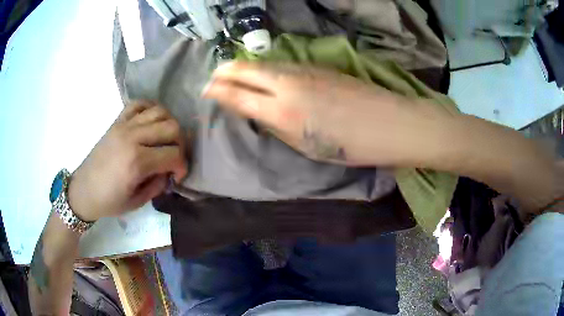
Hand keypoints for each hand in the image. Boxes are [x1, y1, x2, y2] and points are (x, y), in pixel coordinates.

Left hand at [67, 101, 187, 221]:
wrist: (83, 190)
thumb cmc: (109, 201)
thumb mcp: (137, 202)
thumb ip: (158, 184)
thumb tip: (170, 170)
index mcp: (137, 163)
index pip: (174, 154)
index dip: (182, 166)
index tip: (178, 176)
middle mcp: (132, 138)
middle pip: (172, 127)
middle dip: (181, 143)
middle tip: (175, 156)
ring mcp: (124, 126)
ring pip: (159, 111)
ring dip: (169, 124)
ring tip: (165, 139)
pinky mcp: (117, 121)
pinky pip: (139, 103)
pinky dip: (150, 109)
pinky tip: (151, 122)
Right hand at [203, 61, 451, 166]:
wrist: (392, 123)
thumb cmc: (352, 146)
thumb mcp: (308, 147)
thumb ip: (278, 126)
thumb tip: (259, 113)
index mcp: (282, 112)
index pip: (238, 95)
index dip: (218, 91)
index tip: (206, 90)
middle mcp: (288, 84)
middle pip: (246, 70)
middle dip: (225, 71)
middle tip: (213, 77)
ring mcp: (304, 70)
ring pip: (264, 63)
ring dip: (244, 67)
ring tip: (232, 72)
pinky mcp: (318, 66)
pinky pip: (282, 64)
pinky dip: (265, 67)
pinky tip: (264, 73)